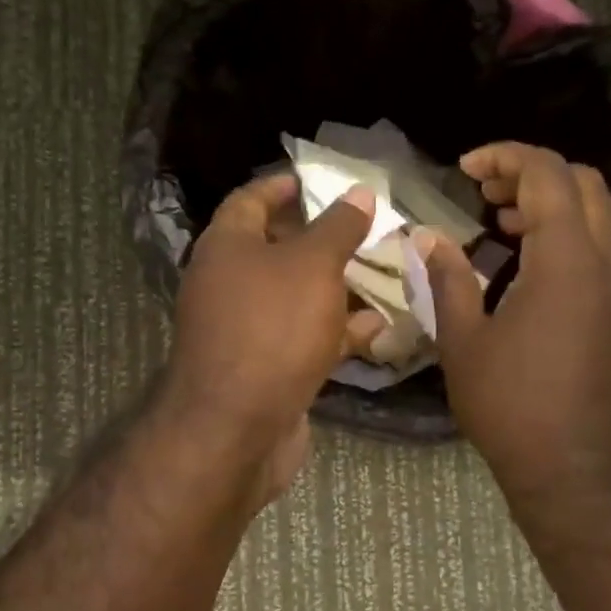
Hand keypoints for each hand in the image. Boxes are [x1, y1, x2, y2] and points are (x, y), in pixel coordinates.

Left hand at [160, 172, 378, 497]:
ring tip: (383, 273)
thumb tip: (357, 193)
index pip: (250, 200)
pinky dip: (335, 331)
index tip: (318, 181)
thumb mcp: (312, 266)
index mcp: (227, 246)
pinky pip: (303, 337)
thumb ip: (338, 228)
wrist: (238, 429)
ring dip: (336, 287)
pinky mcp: (265, 368)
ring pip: (296, 296)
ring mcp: (246, 329)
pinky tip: (377, 328)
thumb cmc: (273, 329)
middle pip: (276, 249)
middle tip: (365, 229)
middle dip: (321, 239)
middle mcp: (228, 283)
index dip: (283, 186)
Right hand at [421, 143, 610, 502]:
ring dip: (550, 200)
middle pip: (582, 182)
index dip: (505, 157)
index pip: (547, 175)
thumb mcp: (464, 340)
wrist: (571, 466)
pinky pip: (598, 244)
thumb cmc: (510, 404)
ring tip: (498, 217)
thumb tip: (427, 237)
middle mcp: (603, 261)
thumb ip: (447, 278)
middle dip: (531, 172)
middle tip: (483, 189)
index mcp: (565, 260)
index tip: (464, 167)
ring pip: (596, 211)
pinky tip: (523, 257)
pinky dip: (564, 230)